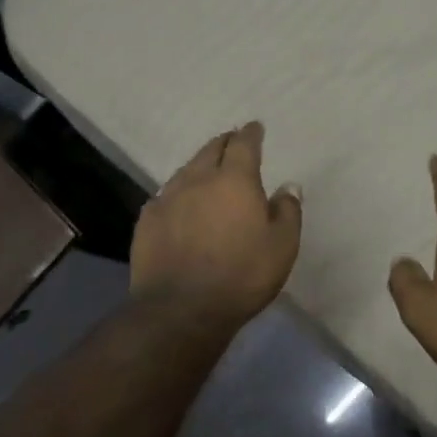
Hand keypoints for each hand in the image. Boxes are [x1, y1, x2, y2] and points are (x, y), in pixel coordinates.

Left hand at [130, 122, 302, 327]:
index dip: (250, 134)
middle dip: (223, 142)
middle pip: (210, 149)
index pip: (243, 144)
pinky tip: (178, 203)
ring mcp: (167, 198)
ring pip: (185, 170)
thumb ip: (288, 212)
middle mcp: (198, 179)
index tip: (255, 127)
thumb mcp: (282, 247)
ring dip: (199, 166)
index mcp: (234, 180)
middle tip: (231, 142)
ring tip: (206, 170)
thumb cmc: (241, 276)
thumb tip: (289, 186)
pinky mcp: (147, 220)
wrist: (181, 308)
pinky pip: (165, 196)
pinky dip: (177, 193)